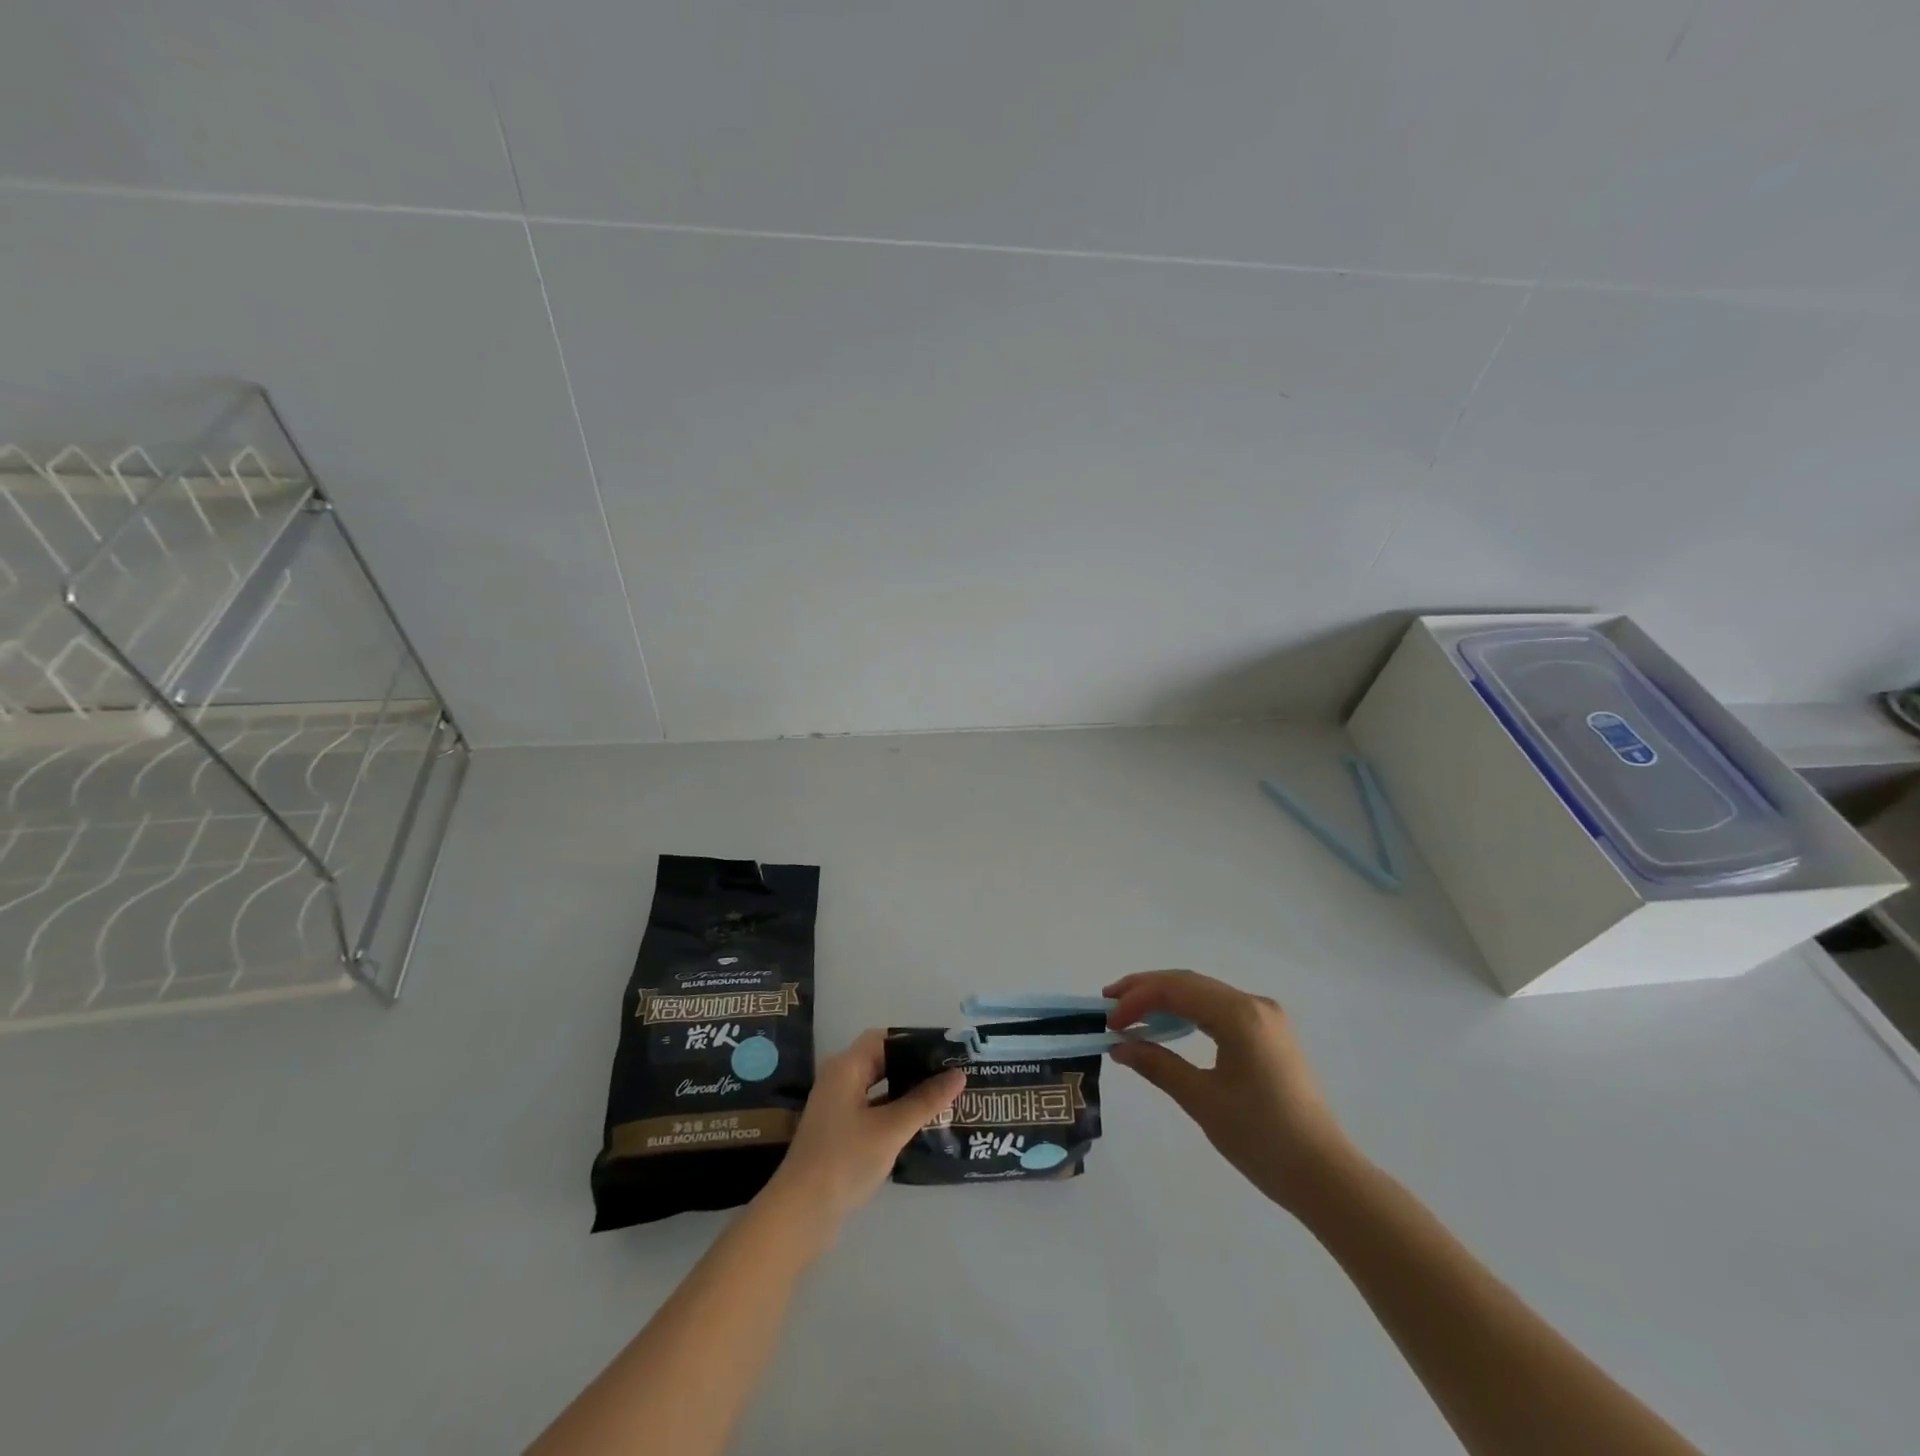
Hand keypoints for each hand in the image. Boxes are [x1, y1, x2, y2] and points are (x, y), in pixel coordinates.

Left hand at [763, 1029, 964, 1233]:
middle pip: (882, 1061)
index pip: (884, 1038)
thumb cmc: (845, 1160)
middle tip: (950, 1073)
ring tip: (942, 1096)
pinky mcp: (839, 1131)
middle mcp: (839, 1079)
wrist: (800, 1214)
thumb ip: (925, 1100)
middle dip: (914, 1066)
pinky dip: (894, 1110)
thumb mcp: (890, 1129)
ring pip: (878, 1087)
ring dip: (906, 1090)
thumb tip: (959, 1074)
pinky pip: (873, 1109)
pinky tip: (920, 1123)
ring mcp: (837, 1106)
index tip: (945, 1050)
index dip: (914, 1040)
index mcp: (846, 1067)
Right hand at [1105, 970, 1354, 1214]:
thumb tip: (1119, 1047)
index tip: (1109, 1022)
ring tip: (1131, 1014)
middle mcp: (1255, 1004)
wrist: (1325, 1177)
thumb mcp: (1202, 1100)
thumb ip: (1158, 1065)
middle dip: (1146, 990)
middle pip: (1190, 983)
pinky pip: (1219, 1010)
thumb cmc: (1262, 1138)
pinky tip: (1168, 1027)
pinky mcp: (1269, 1036)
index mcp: (1240, 1014)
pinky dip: (1188, 1013)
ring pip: (1204, 994)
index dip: (1137, 999)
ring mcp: (1266, 1018)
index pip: (1177, 989)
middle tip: (1110, 1005)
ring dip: (1166, 1000)